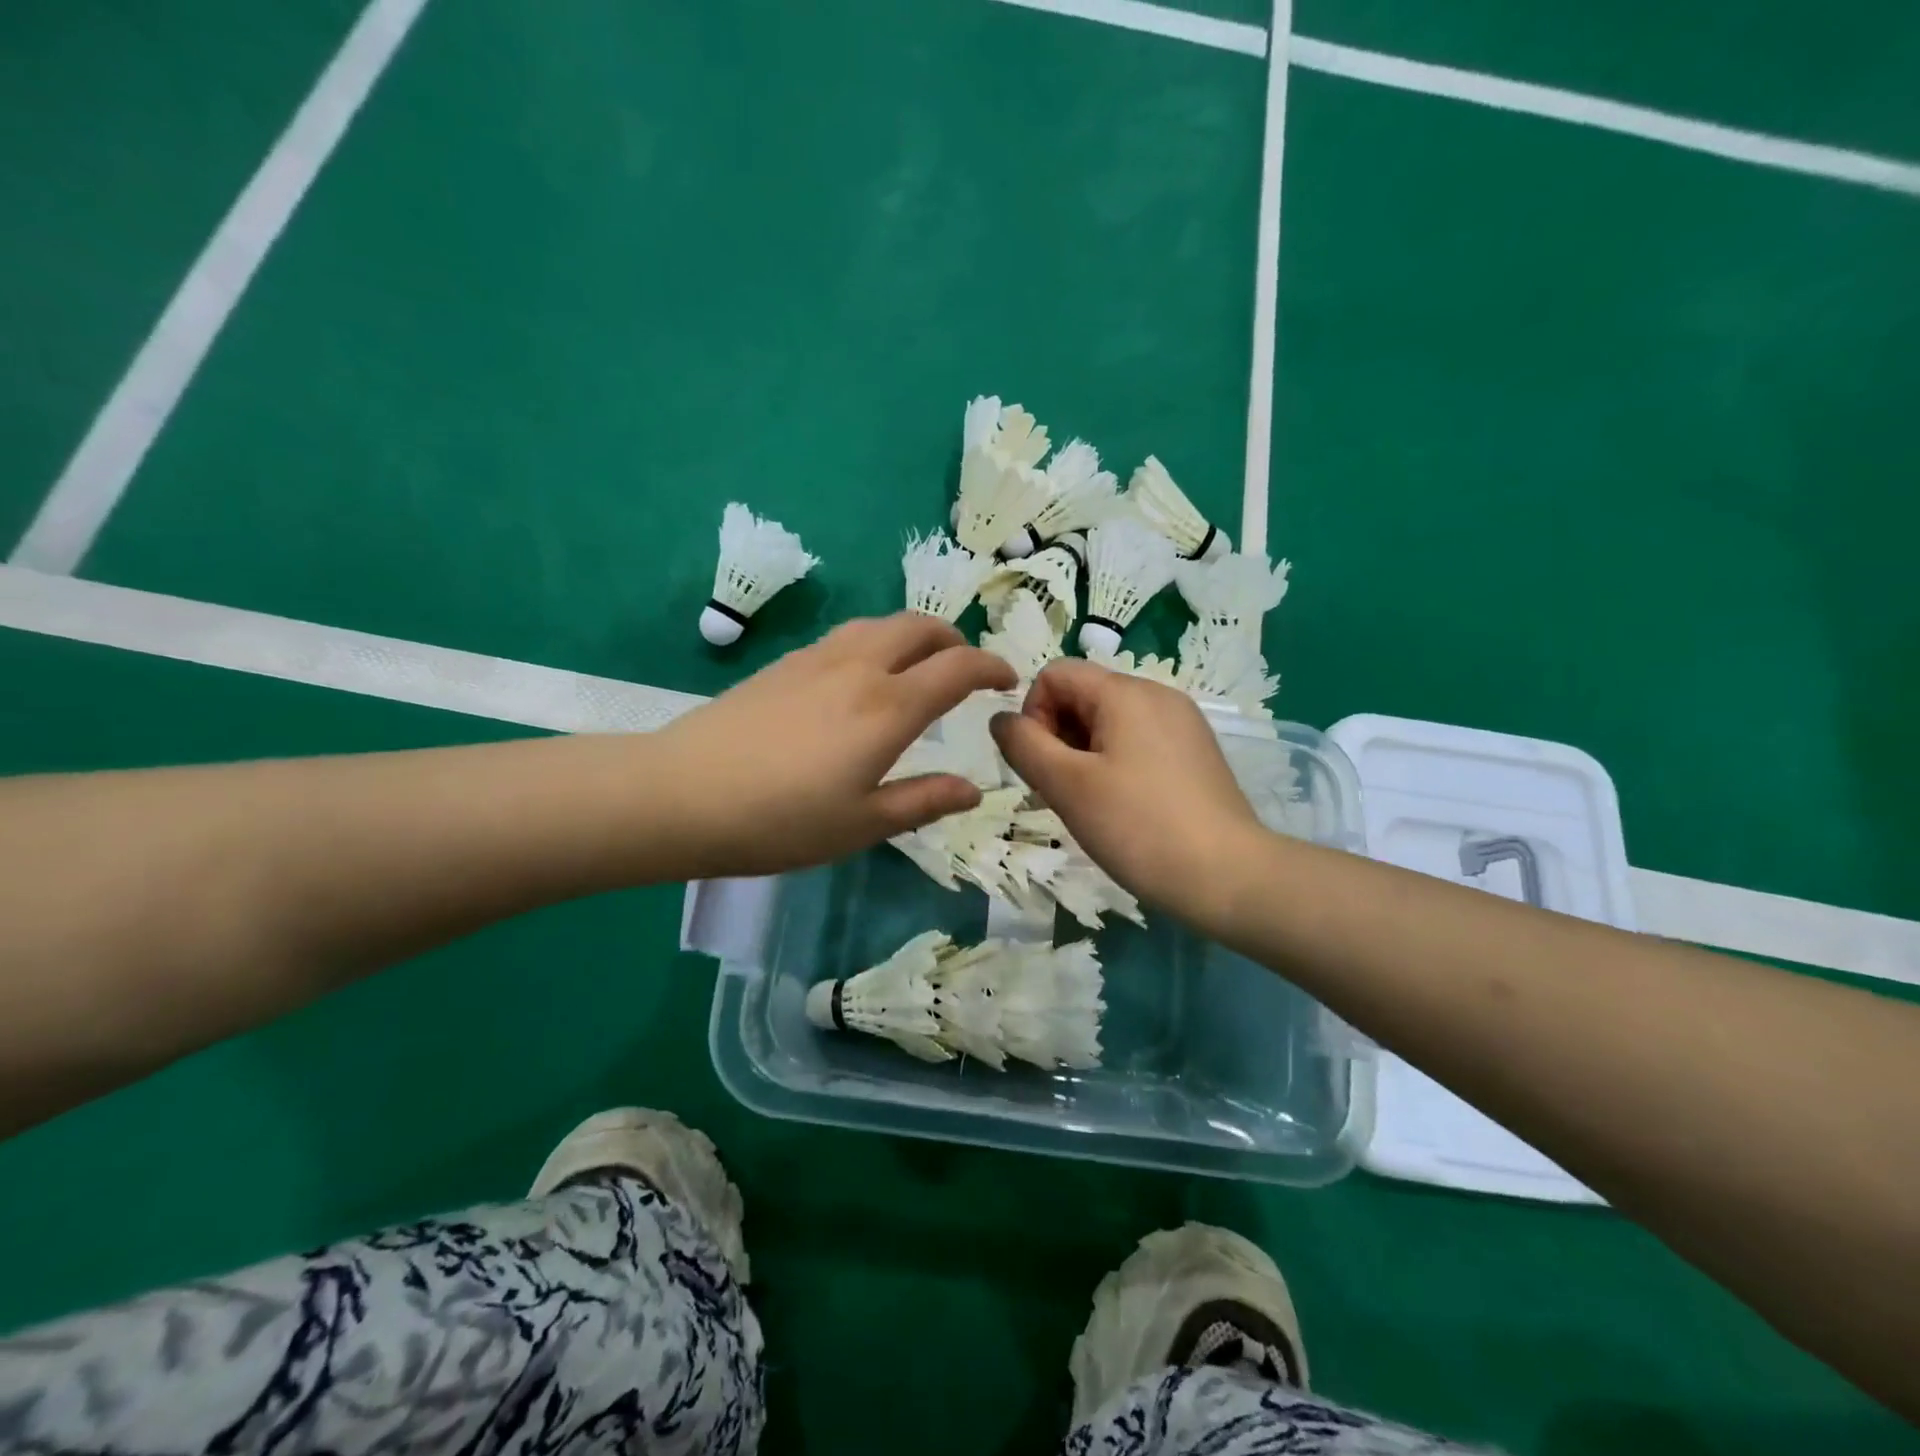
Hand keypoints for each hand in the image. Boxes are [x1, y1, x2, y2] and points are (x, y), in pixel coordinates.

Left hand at [655, 614, 1016, 876]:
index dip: (991, 667)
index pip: (957, 668)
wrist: (680, 794)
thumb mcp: (862, 825)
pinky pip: (847, 635)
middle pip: (920, 627)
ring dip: (914, 635)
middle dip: (954, 640)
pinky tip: (862, 675)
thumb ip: (923, 801)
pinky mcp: (784, 663)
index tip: (1007, 679)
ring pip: (880, 623)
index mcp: (888, 708)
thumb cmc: (780, 821)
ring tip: (919, 665)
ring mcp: (817, 658)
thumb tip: (973, 788)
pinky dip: (876, 641)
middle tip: (966, 668)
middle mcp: (859, 668)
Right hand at [990, 659, 1265, 921]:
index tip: (1044, 766)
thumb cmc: (1138, 827)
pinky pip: (1138, 741)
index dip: (1033, 715)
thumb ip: (1024, 745)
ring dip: (1083, 755)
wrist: (1228, 876)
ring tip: (1092, 805)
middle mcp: (1157, 694)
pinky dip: (1115, 764)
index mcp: (1125, 691)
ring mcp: (1182, 723)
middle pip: (1083, 695)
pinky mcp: (1195, 752)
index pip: (1054, 675)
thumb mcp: (1067, 785)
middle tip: (1064, 792)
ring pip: (1109, 722)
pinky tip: (1123, 807)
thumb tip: (1001, 719)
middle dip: (1058, 737)